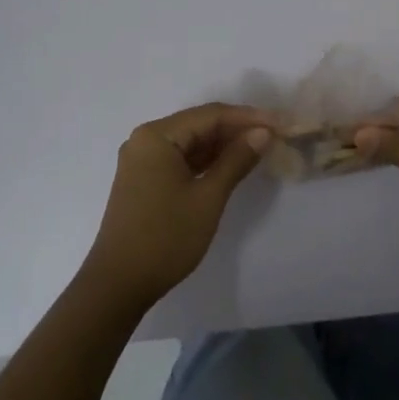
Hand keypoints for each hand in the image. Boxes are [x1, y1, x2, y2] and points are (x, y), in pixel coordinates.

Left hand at [81, 103, 272, 310]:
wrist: (118, 284)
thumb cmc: (165, 237)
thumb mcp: (208, 197)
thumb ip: (236, 160)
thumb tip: (263, 133)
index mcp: (156, 136)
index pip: (210, 115)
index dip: (248, 117)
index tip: (280, 123)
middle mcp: (145, 140)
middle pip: (199, 125)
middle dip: (237, 129)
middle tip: (275, 136)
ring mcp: (143, 161)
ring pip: (191, 142)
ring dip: (224, 145)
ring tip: (260, 148)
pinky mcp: (145, 180)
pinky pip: (181, 159)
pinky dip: (207, 161)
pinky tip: (232, 165)